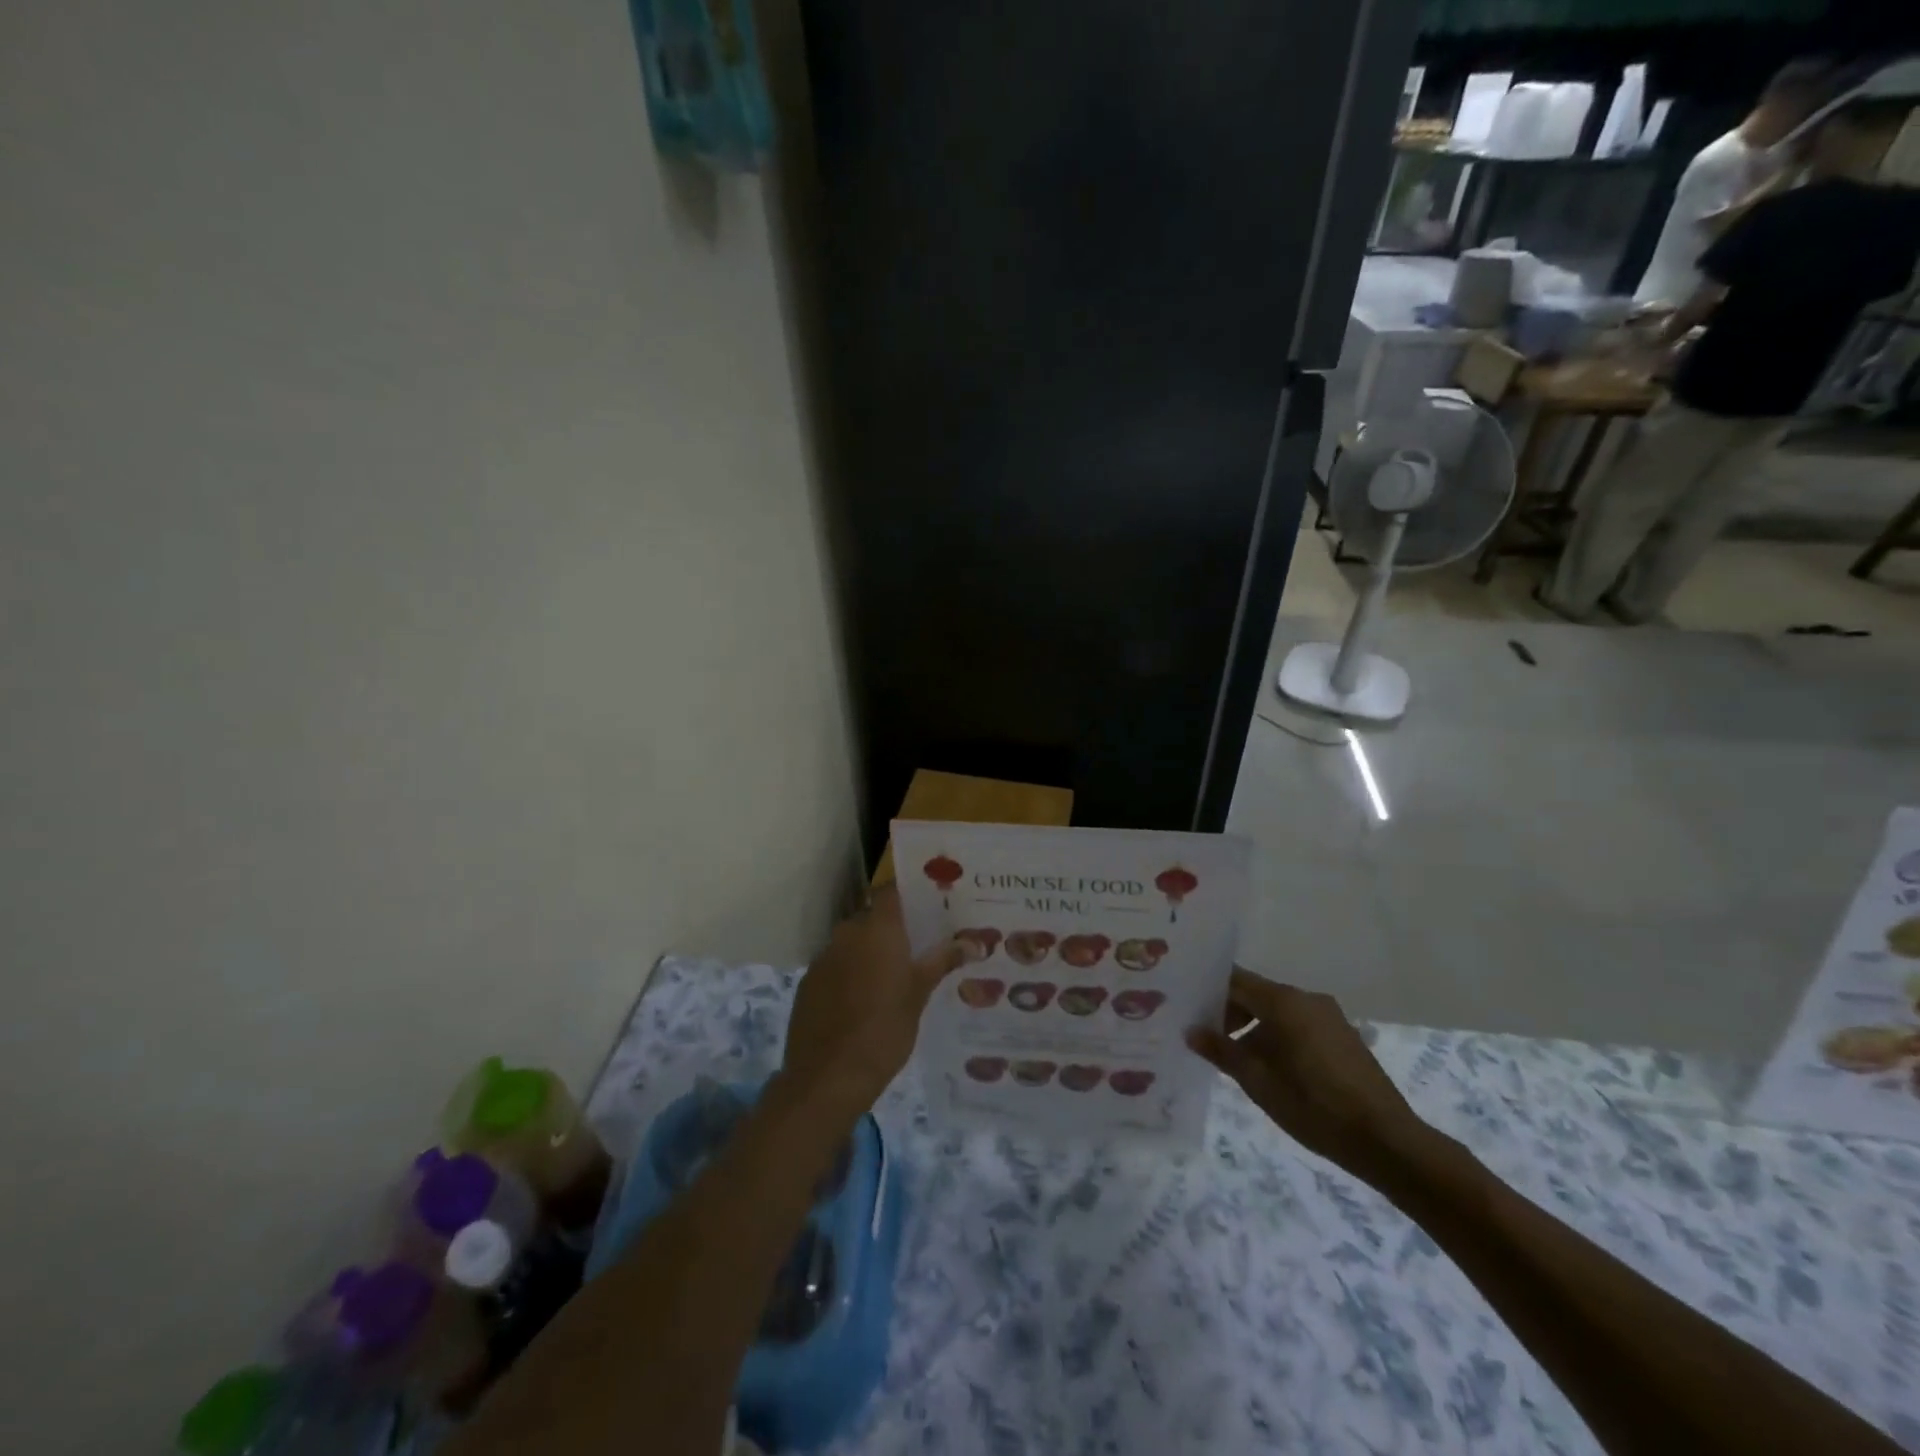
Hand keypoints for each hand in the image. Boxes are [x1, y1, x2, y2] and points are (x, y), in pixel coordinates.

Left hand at [780, 885, 965, 1111]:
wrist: (826, 1079)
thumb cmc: (883, 1031)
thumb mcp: (919, 995)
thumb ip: (942, 961)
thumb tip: (974, 942)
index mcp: (878, 930)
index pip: (891, 891)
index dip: (909, 893)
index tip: (930, 902)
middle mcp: (847, 933)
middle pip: (873, 918)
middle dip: (893, 929)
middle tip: (918, 947)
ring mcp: (823, 957)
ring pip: (853, 943)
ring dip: (870, 952)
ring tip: (893, 978)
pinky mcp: (808, 983)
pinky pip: (835, 966)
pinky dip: (849, 974)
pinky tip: (862, 1002)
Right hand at [1188, 969, 1433, 1186]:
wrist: (1386, 1141)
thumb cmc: (1313, 1106)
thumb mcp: (1257, 1081)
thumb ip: (1221, 1050)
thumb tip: (1192, 1031)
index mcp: (1283, 1001)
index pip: (1234, 980)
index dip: (1208, 992)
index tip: (1188, 1010)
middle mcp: (1306, 998)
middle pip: (1256, 993)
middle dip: (1229, 1013)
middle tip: (1207, 1039)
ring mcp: (1329, 1016)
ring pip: (1278, 1010)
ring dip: (1254, 1028)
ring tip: (1237, 1059)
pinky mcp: (1343, 1036)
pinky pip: (1299, 1024)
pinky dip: (1278, 1036)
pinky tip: (1272, 1068)